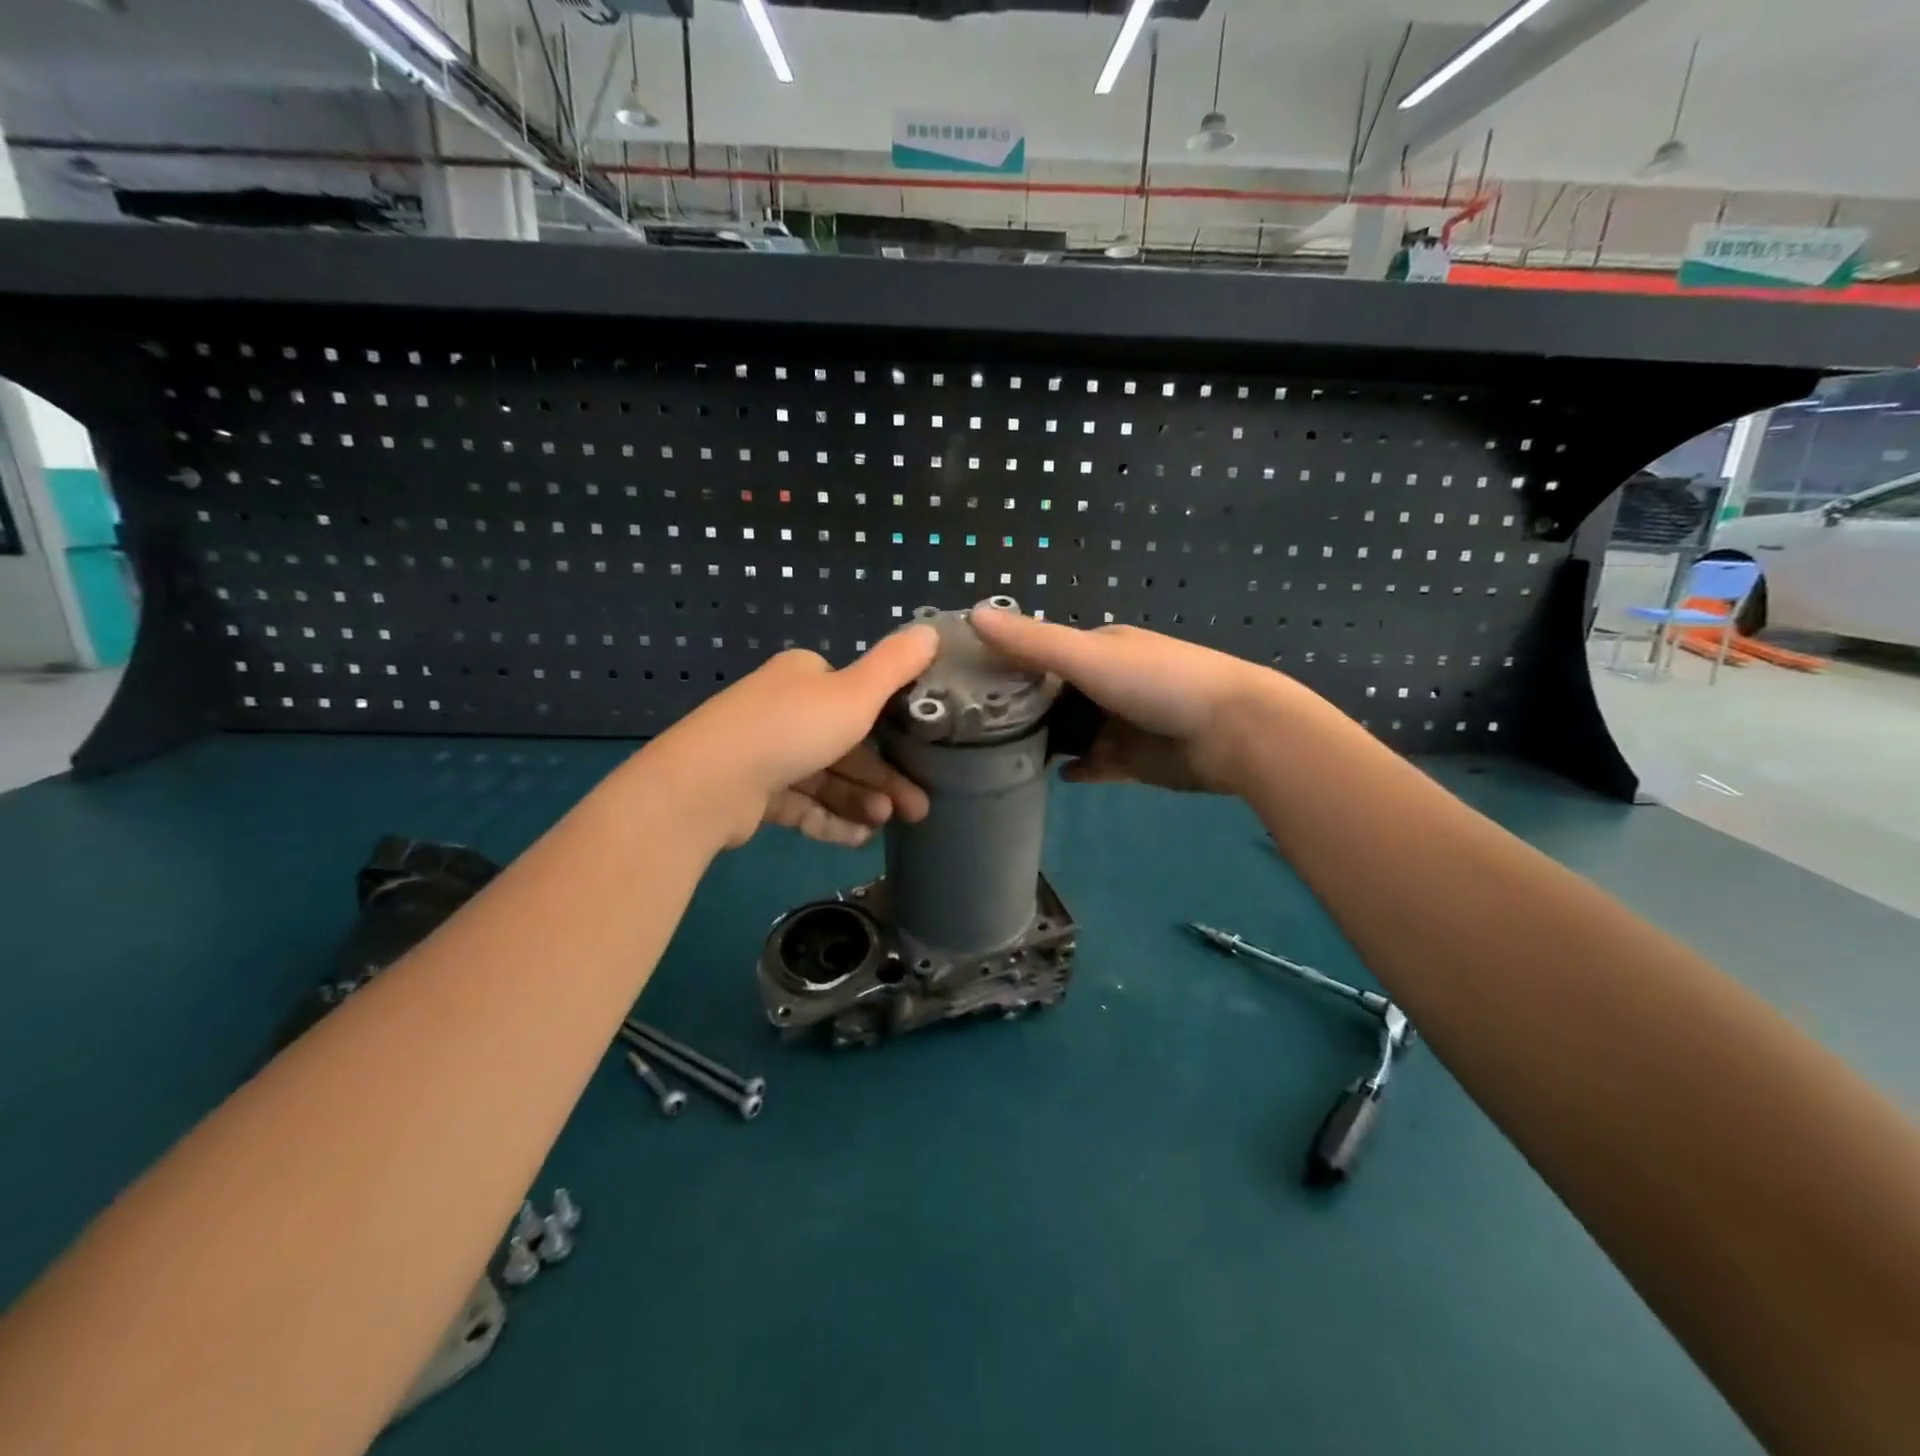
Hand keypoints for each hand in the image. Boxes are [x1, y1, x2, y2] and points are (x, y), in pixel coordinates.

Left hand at [643, 626, 937, 847]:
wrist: (710, 783)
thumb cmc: (791, 729)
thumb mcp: (855, 693)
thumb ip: (896, 665)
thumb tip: (931, 630)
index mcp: (805, 676)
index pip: (856, 695)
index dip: (892, 726)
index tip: (923, 754)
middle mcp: (784, 709)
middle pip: (846, 744)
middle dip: (883, 777)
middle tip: (917, 808)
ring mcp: (765, 753)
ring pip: (827, 778)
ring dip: (861, 800)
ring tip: (885, 823)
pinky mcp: (753, 793)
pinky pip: (803, 805)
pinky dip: (831, 820)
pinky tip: (859, 838)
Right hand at [970, 609, 1295, 794]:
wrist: (1233, 732)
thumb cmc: (1157, 683)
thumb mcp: (1087, 656)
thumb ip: (1031, 642)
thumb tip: (972, 613)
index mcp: (1101, 649)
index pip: (1043, 654)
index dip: (1008, 667)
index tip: (966, 685)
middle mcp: (1109, 682)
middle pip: (1056, 696)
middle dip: (1023, 710)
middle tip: (974, 731)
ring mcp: (1123, 723)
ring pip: (1073, 732)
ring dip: (1047, 741)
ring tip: (998, 757)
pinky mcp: (1135, 761)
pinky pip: (1097, 765)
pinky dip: (1078, 768)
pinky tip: (1053, 776)